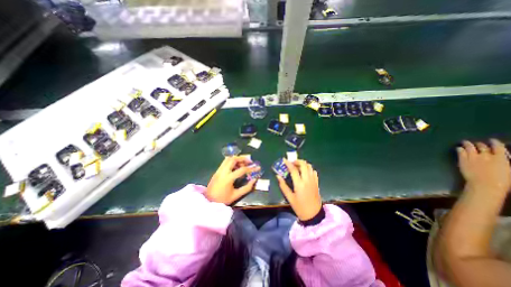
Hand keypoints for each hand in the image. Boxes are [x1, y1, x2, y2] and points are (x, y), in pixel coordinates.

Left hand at [205, 156, 259, 205]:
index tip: (258, 167)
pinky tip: (236, 166)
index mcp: (228, 178)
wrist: (208, 201)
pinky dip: (232, 161)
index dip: (251, 168)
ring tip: (243, 163)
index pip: (242, 170)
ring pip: (228, 159)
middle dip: (243, 158)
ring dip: (237, 159)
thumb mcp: (236, 195)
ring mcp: (219, 170)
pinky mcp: (217, 171)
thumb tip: (254, 180)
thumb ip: (246, 188)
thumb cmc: (223, 200)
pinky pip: (225, 162)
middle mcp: (223, 171)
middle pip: (234, 159)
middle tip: (250, 162)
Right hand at [278, 158, 320, 220]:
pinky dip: (308, 168)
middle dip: (297, 161)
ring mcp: (313, 180)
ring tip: (297, 166)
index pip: (293, 169)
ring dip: (303, 164)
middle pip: (303, 164)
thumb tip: (278, 176)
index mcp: (299, 184)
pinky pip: (313, 171)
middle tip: (291, 163)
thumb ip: (283, 186)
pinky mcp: (316, 182)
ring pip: (309, 166)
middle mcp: (307, 180)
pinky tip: (304, 172)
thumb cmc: (300, 207)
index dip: (288, 163)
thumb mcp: (289, 197)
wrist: (314, 215)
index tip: (284, 160)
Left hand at [457, 139, 508, 194]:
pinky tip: (459, 148)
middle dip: (480, 144)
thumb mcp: (509, 170)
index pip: (498, 147)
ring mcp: (472, 158)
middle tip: (477, 143)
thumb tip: (503, 157)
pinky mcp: (463, 161)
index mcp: (501, 158)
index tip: (492, 140)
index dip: (495, 142)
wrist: (485, 185)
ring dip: (467, 144)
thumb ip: (505, 162)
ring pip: (469, 148)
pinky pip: (460, 153)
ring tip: (465, 142)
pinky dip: (460, 149)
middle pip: (482, 147)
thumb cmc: (503, 181)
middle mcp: (486, 156)